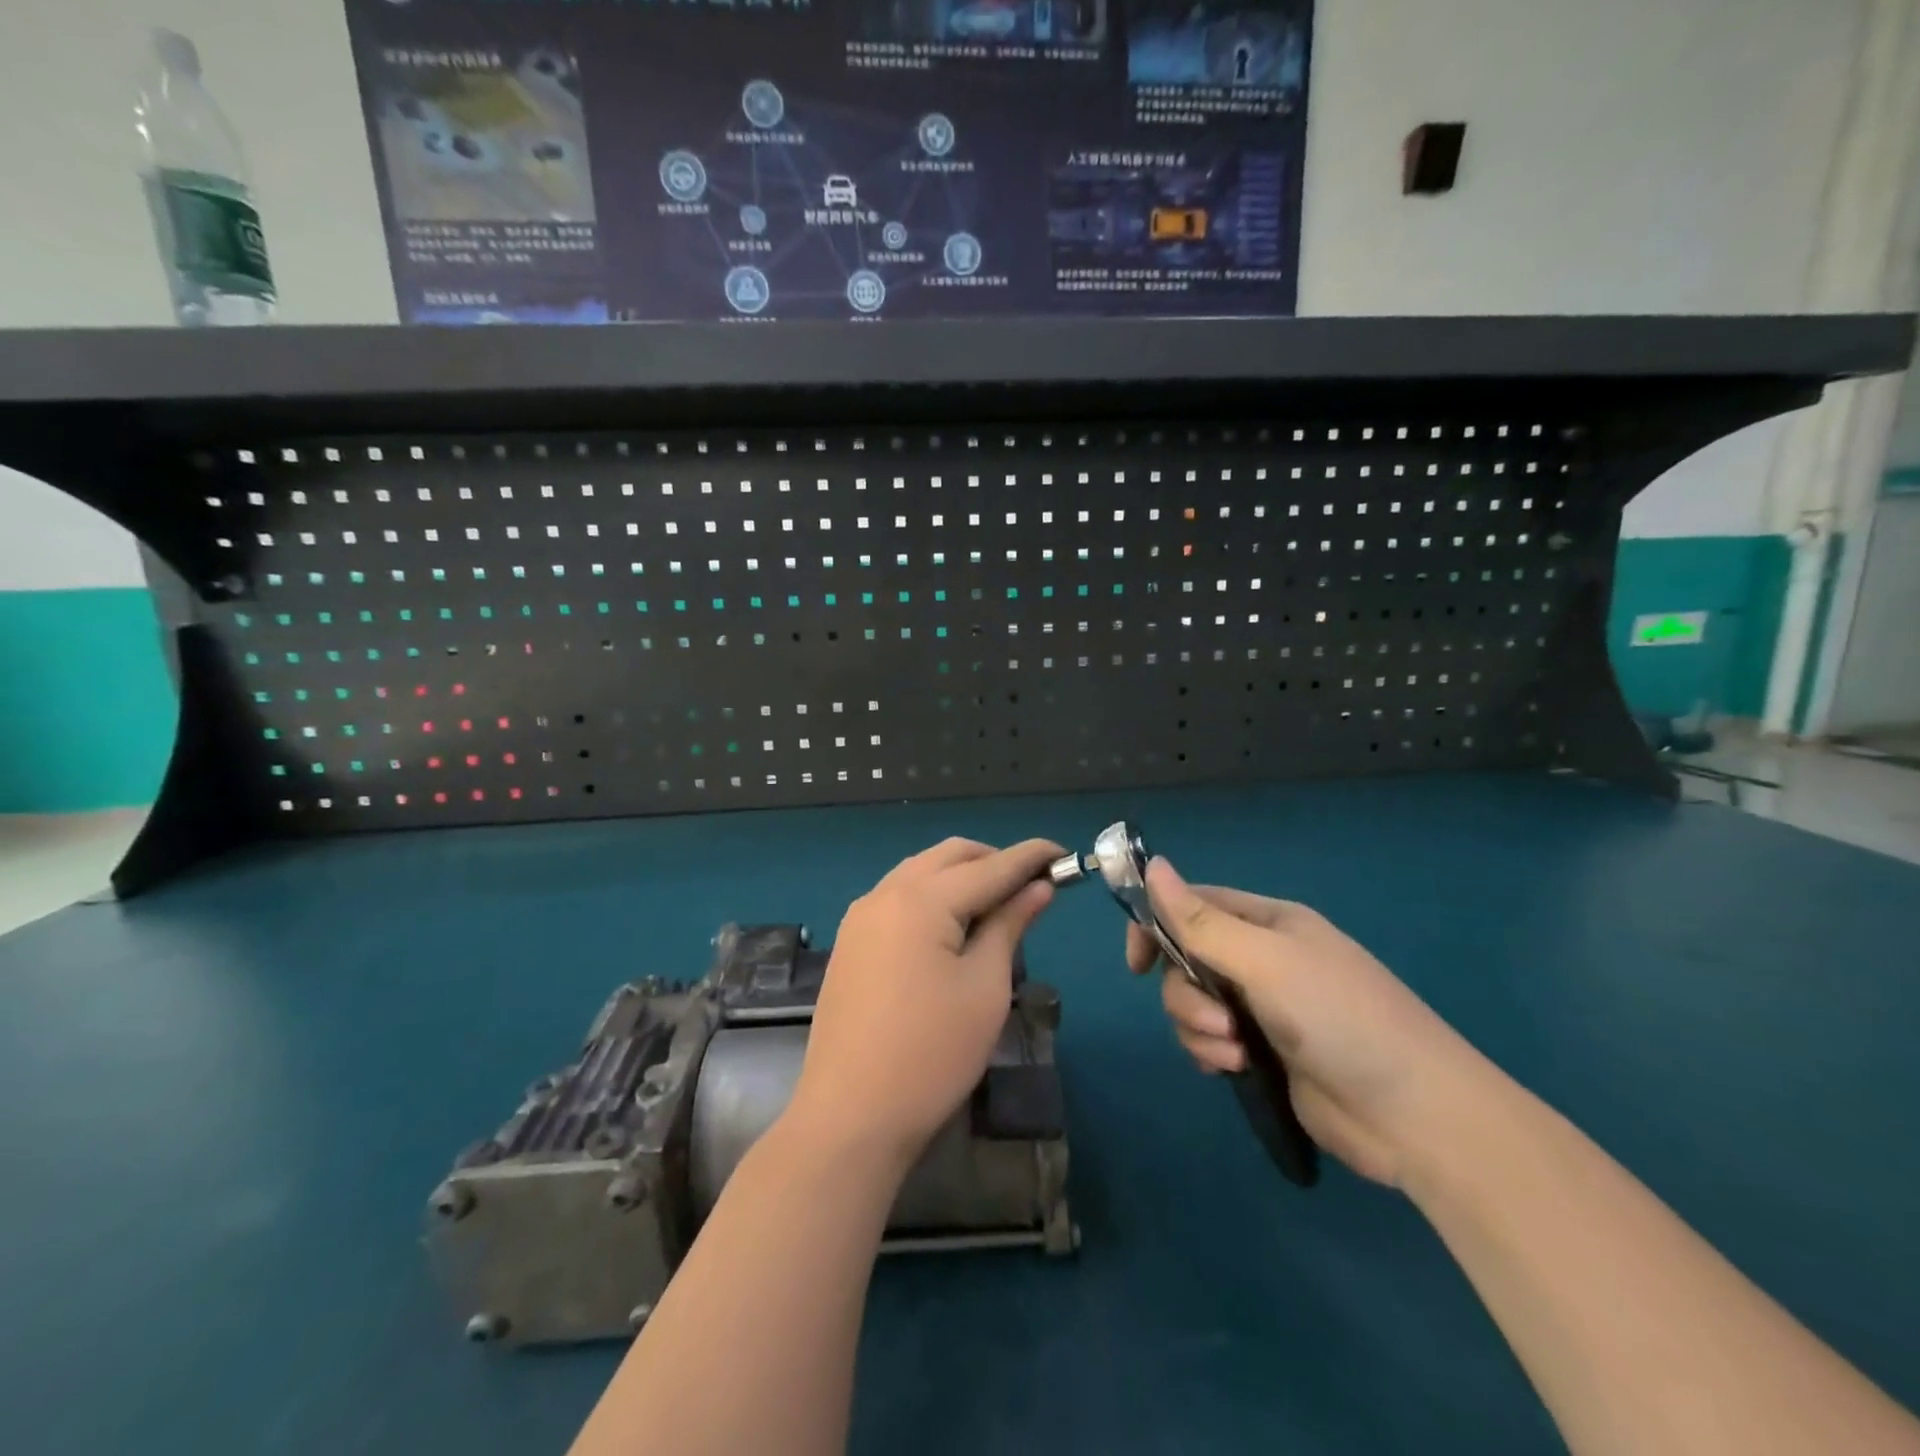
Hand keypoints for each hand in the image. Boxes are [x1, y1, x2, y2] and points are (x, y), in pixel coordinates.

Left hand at [787, 836, 1062, 1170]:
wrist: (850, 1116)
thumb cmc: (931, 1054)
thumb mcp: (985, 988)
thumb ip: (1009, 926)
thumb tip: (1037, 887)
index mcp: (920, 900)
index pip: (990, 866)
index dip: (1030, 857)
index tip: (1064, 853)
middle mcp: (885, 893)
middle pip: (949, 856)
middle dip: (994, 860)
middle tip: (1032, 884)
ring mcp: (861, 916)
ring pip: (921, 871)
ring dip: (962, 875)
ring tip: (998, 906)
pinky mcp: (851, 941)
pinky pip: (898, 896)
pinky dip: (933, 895)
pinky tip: (953, 926)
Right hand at [1129, 858, 1483, 1187]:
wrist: (1416, 1115)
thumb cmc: (1340, 1018)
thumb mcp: (1265, 961)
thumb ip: (1201, 921)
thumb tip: (1152, 864)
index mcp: (1267, 923)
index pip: (1192, 905)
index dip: (1156, 926)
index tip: (1136, 963)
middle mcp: (1260, 959)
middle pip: (1185, 960)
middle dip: (1186, 994)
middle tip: (1219, 1023)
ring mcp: (1262, 1008)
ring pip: (1192, 1004)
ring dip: (1199, 1030)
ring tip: (1235, 1055)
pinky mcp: (1262, 1054)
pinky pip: (1209, 1042)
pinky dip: (1211, 1054)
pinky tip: (1234, 1071)